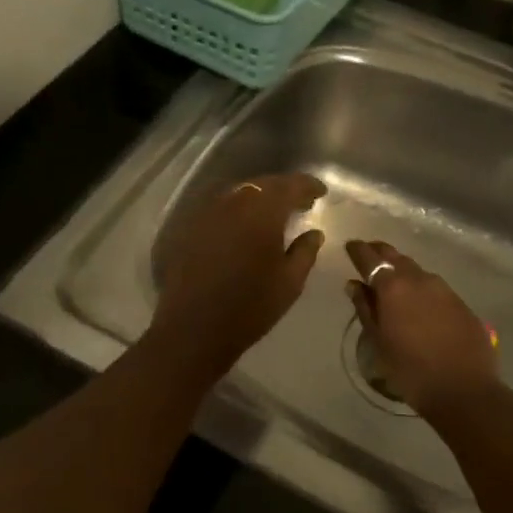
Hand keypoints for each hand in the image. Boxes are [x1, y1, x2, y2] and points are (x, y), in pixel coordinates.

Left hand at [147, 173, 326, 372]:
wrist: (193, 329)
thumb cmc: (250, 307)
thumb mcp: (290, 282)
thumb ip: (305, 251)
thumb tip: (314, 233)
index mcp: (263, 211)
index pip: (291, 185)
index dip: (308, 185)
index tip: (321, 192)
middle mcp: (234, 201)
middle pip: (264, 184)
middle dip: (285, 190)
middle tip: (301, 203)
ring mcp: (208, 212)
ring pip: (241, 193)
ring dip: (260, 198)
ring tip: (275, 214)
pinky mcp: (191, 226)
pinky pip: (222, 207)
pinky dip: (239, 210)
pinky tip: (245, 227)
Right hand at [345, 240, 502, 418]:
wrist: (464, 389)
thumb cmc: (411, 370)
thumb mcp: (378, 341)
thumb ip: (365, 308)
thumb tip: (354, 285)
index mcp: (393, 286)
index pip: (370, 257)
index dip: (357, 250)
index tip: (350, 246)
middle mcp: (418, 278)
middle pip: (394, 256)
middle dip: (380, 253)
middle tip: (368, 255)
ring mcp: (443, 288)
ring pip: (416, 270)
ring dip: (402, 270)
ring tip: (392, 280)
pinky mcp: (460, 302)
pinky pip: (434, 286)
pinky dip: (420, 286)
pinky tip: (418, 301)